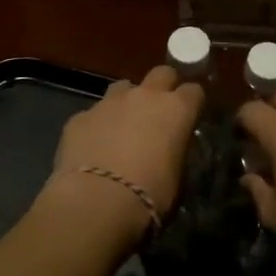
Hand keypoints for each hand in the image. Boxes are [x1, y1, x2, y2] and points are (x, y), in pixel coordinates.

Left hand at [46, 65, 203, 240]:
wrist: (95, 202)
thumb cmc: (149, 195)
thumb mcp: (176, 179)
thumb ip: (175, 153)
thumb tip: (170, 150)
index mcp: (176, 110)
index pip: (194, 91)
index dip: (192, 104)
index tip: (190, 117)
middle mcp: (144, 96)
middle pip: (161, 73)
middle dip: (163, 87)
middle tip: (159, 113)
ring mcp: (109, 102)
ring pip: (123, 87)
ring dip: (127, 102)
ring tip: (123, 127)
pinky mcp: (80, 116)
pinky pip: (93, 113)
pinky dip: (97, 125)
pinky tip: (94, 147)